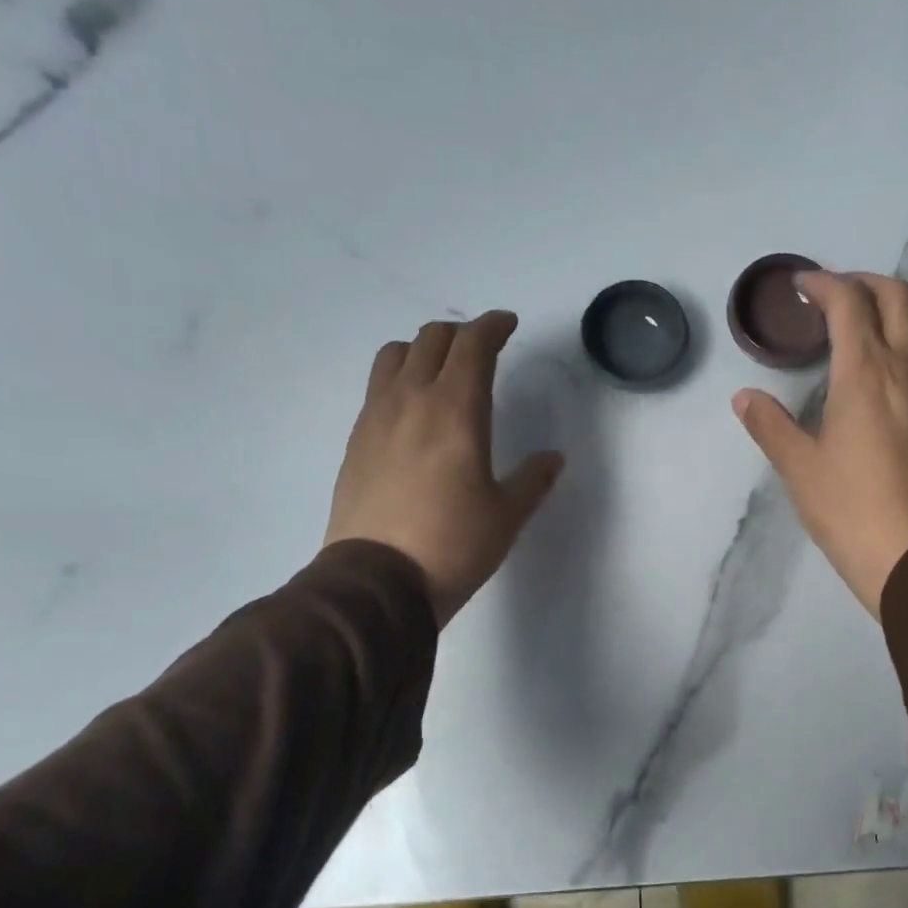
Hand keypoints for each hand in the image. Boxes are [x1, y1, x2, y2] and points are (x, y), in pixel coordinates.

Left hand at [325, 311, 563, 627]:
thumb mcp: (507, 515)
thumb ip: (532, 479)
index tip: (508, 324)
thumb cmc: (453, 545)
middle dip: (460, 334)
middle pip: (431, 340)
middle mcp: (411, 400)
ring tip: (440, 370)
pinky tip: (411, 409)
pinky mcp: (355, 441)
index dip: (493, 327)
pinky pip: (377, 388)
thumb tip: (552, 458)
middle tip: (481, 349)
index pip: (473, 346)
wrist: (376, 582)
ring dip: (422, 350)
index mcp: (456, 410)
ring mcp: (375, 417)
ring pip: (395, 355)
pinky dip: (398, 379)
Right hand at [732, 271, 907, 618]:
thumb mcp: (798, 468)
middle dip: (865, 283)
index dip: (824, 284)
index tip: (802, 287)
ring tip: (880, 326)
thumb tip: (744, 397)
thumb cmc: (848, 509)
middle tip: (837, 297)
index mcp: (864, 373)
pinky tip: (904, 373)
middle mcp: (907, 368)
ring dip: (906, 308)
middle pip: (898, 297)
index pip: (848, 303)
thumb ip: (770, 425)